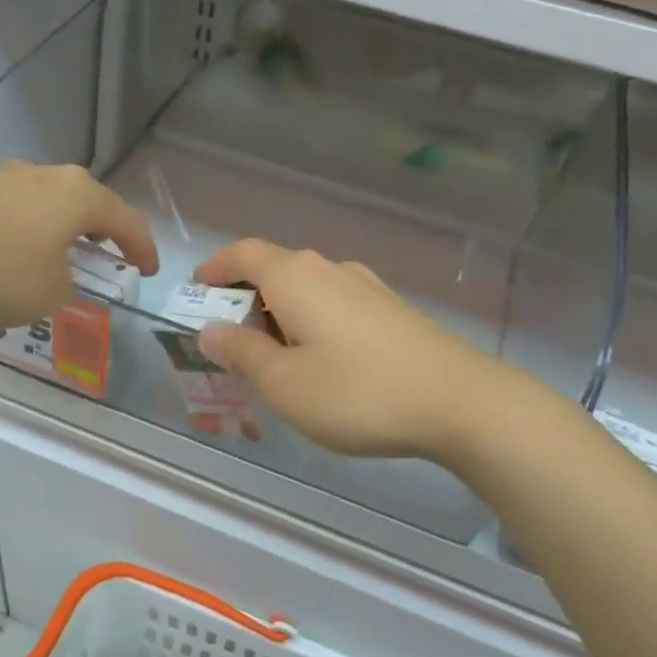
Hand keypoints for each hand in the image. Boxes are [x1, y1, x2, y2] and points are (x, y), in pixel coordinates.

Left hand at [0, 161, 158, 328]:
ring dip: (51, 236)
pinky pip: (5, 216)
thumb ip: (66, 286)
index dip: (143, 248)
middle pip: (82, 204)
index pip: (126, 220)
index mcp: (78, 196)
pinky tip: (0, 267)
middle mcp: (43, 176)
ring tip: (47, 266)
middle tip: (104, 257)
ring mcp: (0, 177)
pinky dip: (14, 240)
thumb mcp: (49, 294)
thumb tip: (54, 275)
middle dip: (96, 233)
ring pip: (41, 207)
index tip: (149, 270)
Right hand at [191, 240, 508, 461]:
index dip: (214, 269)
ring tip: (275, 361)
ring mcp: (366, 286)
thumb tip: (211, 331)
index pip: (242, 254)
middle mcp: (329, 269)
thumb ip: (241, 353)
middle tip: (230, 345)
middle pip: (274, 271)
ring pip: (306, 291)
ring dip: (279, 316)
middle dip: (244, 301)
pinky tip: (322, 364)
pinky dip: (311, 324)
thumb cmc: (357, 392)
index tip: (196, 292)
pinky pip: (334, 306)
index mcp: (295, 277)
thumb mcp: (283, 383)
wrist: (460, 402)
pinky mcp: (391, 309)